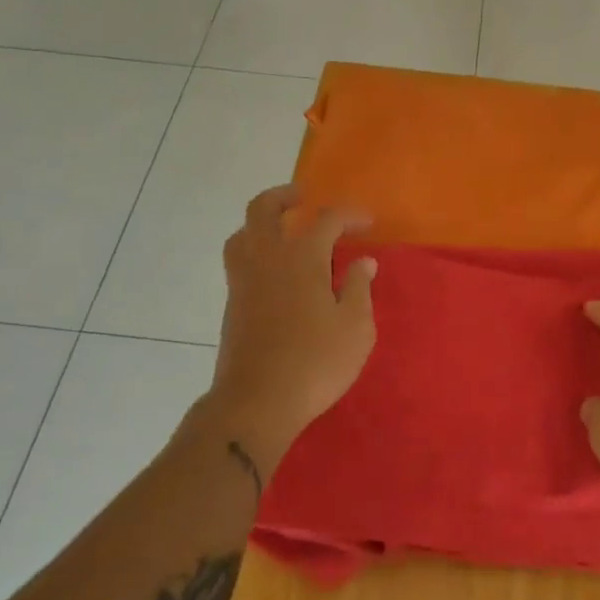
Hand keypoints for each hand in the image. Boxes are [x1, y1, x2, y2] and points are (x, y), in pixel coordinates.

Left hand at [203, 185, 376, 477]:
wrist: (256, 403)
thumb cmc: (314, 362)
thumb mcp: (355, 327)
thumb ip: (358, 288)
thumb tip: (363, 262)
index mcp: (302, 257)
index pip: (327, 219)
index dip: (350, 215)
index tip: (368, 223)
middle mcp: (267, 258)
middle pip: (263, 209)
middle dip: (284, 196)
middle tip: (303, 198)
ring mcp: (243, 281)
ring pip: (242, 234)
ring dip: (261, 223)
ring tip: (282, 231)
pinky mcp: (232, 304)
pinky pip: (238, 260)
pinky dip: (254, 251)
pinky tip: (273, 272)